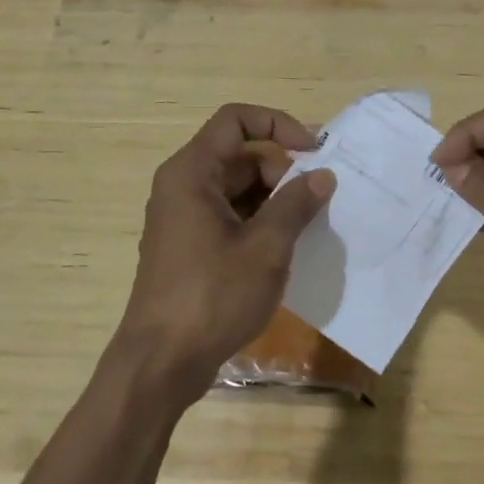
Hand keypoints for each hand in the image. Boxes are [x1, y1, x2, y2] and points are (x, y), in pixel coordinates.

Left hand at [115, 103, 335, 401]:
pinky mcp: (189, 245)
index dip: (278, 124)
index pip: (236, 120)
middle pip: (239, 154)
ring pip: (237, 187)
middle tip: (315, 200)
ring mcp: (183, 216)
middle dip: (282, 169)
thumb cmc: (212, 296)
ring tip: (307, 225)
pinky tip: (285, 247)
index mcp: (192, 172)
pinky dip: (259, 220)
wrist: (161, 363)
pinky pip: (229, 214)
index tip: (314, 151)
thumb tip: (322, 175)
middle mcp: (183, 185)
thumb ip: (296, 204)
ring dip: (274, 198)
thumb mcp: (265, 248)